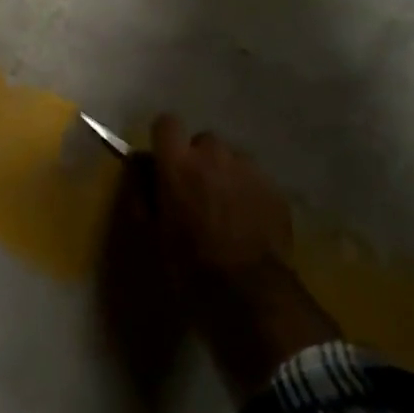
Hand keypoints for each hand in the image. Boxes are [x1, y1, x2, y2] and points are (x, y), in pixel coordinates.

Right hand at [150, 115, 294, 283]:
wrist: (249, 289)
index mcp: (178, 162)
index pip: (167, 123)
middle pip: (203, 141)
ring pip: (232, 158)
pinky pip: (255, 178)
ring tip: (225, 207)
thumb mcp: (151, 230)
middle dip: (198, 159)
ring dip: (225, 174)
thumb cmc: (189, 261)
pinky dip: (248, 191)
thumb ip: (141, 189)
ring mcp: (248, 168)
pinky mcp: (274, 186)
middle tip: (196, 191)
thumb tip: (139, 162)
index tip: (165, 163)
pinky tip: (248, 220)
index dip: (165, 140)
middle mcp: (214, 154)